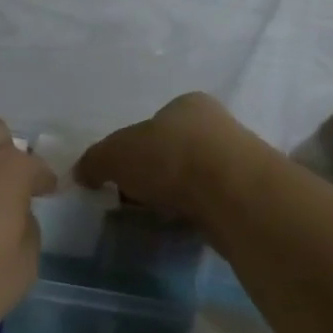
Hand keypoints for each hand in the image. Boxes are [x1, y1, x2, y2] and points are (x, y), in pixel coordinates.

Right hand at [74, 93, 263, 223]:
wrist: (232, 192)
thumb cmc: (169, 157)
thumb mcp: (115, 154)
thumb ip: (95, 161)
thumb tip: (83, 173)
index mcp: (186, 105)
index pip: (154, 124)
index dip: (132, 151)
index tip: (121, 178)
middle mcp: (216, 125)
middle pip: (173, 151)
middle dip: (153, 176)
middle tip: (135, 202)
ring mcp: (237, 160)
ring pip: (194, 179)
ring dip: (175, 197)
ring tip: (157, 219)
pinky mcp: (249, 194)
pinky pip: (211, 204)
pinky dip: (195, 215)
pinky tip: (183, 227)